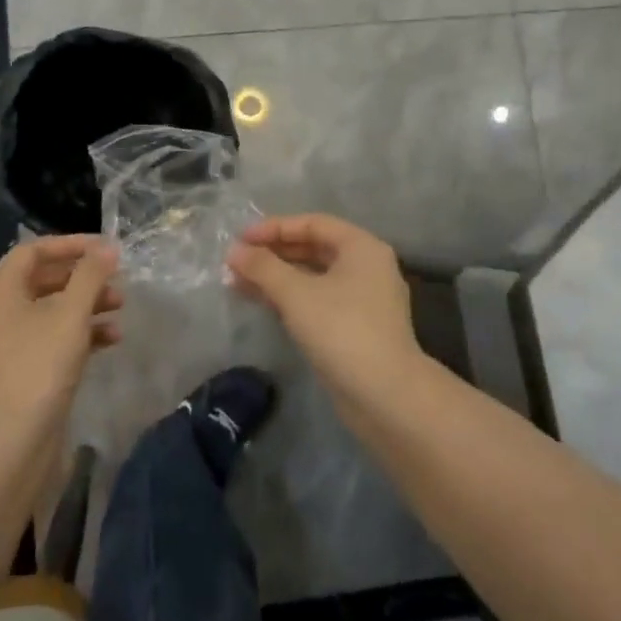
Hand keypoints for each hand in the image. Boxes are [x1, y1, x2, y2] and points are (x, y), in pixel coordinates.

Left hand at [0, 236, 122, 434]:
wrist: (15, 439)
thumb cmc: (41, 365)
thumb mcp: (71, 314)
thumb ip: (90, 275)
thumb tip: (107, 247)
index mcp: (2, 291)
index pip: (33, 251)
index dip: (68, 244)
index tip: (102, 247)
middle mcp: (3, 311)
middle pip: (46, 278)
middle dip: (84, 275)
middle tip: (115, 276)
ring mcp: (13, 341)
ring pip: (54, 308)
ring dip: (88, 302)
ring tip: (120, 305)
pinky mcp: (27, 367)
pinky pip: (56, 336)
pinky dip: (83, 331)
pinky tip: (113, 338)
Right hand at [225, 214, 422, 410]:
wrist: (386, 396)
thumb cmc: (342, 330)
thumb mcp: (296, 293)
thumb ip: (263, 267)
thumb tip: (234, 251)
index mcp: (361, 247)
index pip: (313, 223)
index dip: (274, 228)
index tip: (241, 239)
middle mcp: (367, 267)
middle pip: (314, 249)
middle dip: (273, 254)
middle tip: (237, 261)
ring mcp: (364, 300)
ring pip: (314, 277)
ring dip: (277, 278)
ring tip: (238, 283)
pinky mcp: (357, 329)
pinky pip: (318, 301)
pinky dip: (291, 299)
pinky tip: (263, 304)